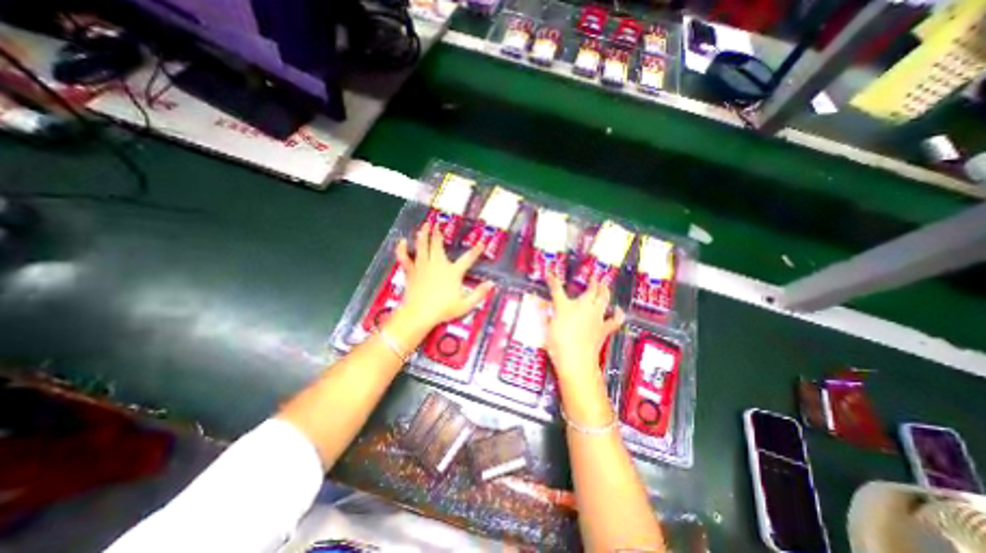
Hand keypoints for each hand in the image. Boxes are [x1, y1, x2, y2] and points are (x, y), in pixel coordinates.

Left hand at [396, 222, 497, 332]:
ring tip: (425, 225)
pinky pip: (405, 257)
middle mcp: (438, 264)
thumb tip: (491, 284)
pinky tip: (402, 241)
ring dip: (423, 234)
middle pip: (438, 245)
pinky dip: (402, 249)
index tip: (481, 243)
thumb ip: (479, 294)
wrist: (419, 314)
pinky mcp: (411, 272)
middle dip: (438, 234)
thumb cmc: (443, 310)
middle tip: (437, 224)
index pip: (468, 259)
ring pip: (422, 246)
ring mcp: (423, 266)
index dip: (476, 250)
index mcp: (453, 272)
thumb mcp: (465, 305)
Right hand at [546, 273, 623, 387]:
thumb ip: (546, 315)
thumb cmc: (557, 343)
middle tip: (593, 278)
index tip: (550, 273)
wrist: (575, 360)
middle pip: (592, 289)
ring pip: (604, 298)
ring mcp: (596, 317)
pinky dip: (618, 313)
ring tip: (604, 286)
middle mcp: (583, 307)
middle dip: (593, 281)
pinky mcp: (603, 328)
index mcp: (565, 306)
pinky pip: (615, 319)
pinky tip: (618, 310)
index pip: (557, 289)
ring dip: (605, 291)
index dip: (552, 280)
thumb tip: (543, 307)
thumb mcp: (547, 327)